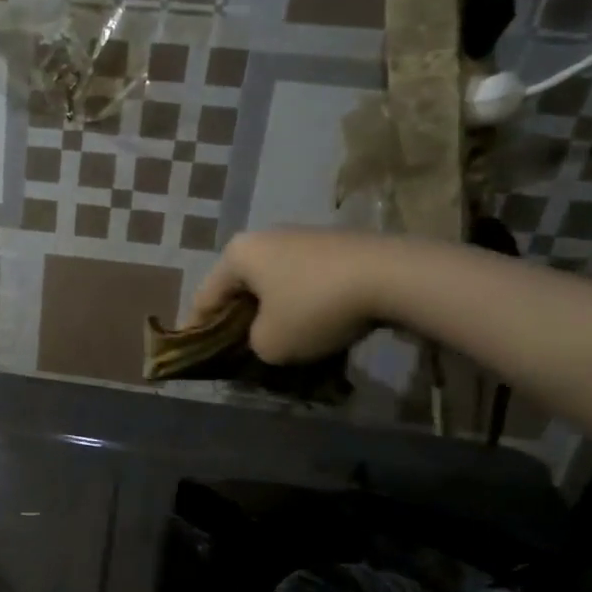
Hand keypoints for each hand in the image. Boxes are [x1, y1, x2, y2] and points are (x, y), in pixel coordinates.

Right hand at [189, 229, 389, 364]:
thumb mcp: (270, 344)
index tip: (198, 353)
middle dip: (239, 319)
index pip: (205, 297)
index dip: (197, 329)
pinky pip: (305, 281)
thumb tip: (266, 335)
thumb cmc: (314, 308)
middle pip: (240, 287)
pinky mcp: (336, 246)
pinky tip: (316, 326)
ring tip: (282, 342)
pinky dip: (303, 304)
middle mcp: (265, 237)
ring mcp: (303, 237)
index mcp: (237, 254)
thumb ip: (253, 344)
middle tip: (241, 350)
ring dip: (274, 312)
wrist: (394, 277)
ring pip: (274, 283)